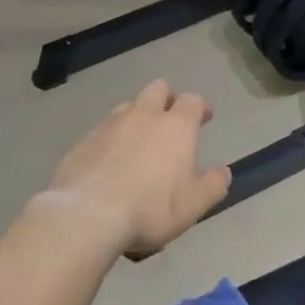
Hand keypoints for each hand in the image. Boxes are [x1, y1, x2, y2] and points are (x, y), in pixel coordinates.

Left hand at [41, 80, 231, 257]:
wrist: (88, 215)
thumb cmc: (151, 207)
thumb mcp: (194, 204)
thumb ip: (213, 185)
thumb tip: (222, 172)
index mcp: (175, 126)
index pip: (192, 100)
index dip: (200, 106)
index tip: (204, 117)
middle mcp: (142, 115)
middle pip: (157, 89)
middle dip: (166, 98)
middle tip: (170, 119)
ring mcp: (109, 125)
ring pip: (127, 107)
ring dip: (137, 117)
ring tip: (138, 141)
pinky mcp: (83, 141)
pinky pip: (102, 131)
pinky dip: (111, 140)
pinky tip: (110, 162)